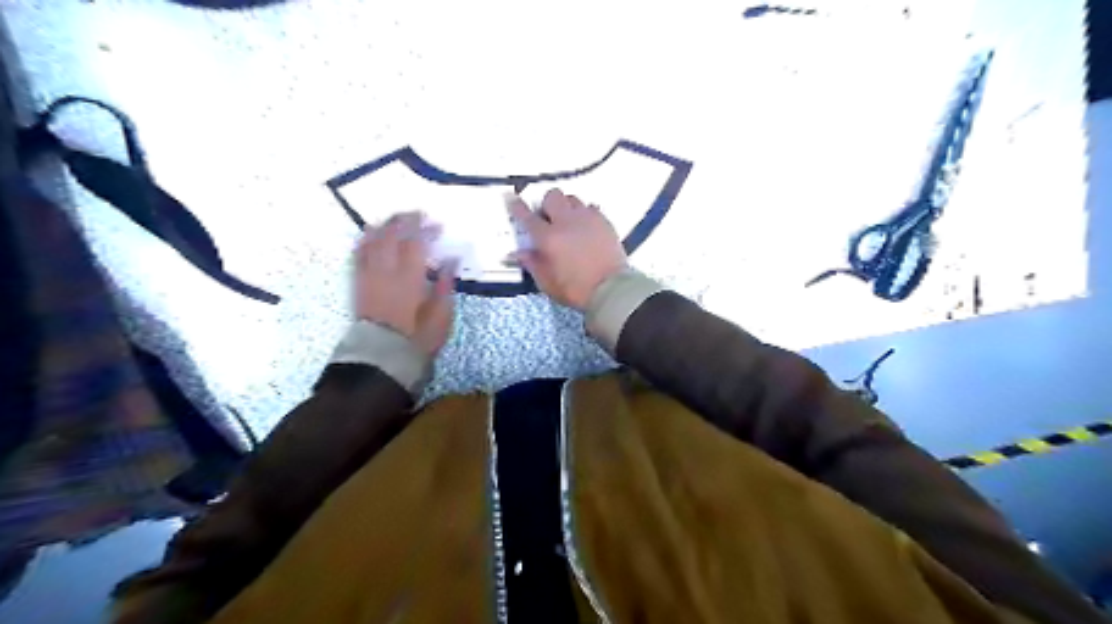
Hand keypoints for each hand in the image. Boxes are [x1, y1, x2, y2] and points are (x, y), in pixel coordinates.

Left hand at [358, 212, 457, 356]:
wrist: (383, 356)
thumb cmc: (417, 338)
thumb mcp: (441, 315)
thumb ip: (444, 285)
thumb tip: (450, 261)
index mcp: (409, 279)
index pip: (416, 244)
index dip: (425, 230)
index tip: (435, 223)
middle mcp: (386, 272)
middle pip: (391, 237)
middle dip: (403, 221)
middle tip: (415, 213)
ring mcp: (368, 277)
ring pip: (372, 242)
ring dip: (383, 226)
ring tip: (393, 218)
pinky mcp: (358, 284)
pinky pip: (357, 255)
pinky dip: (364, 241)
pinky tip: (369, 234)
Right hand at [510, 188, 628, 309]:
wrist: (611, 289)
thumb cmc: (576, 289)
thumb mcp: (547, 283)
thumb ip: (532, 264)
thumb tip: (517, 253)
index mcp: (548, 238)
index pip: (527, 216)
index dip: (517, 206)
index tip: (511, 197)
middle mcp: (566, 222)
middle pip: (552, 196)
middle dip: (547, 204)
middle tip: (548, 219)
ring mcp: (587, 219)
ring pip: (572, 198)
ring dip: (566, 207)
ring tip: (568, 221)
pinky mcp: (604, 222)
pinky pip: (591, 208)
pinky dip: (584, 214)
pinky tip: (585, 227)